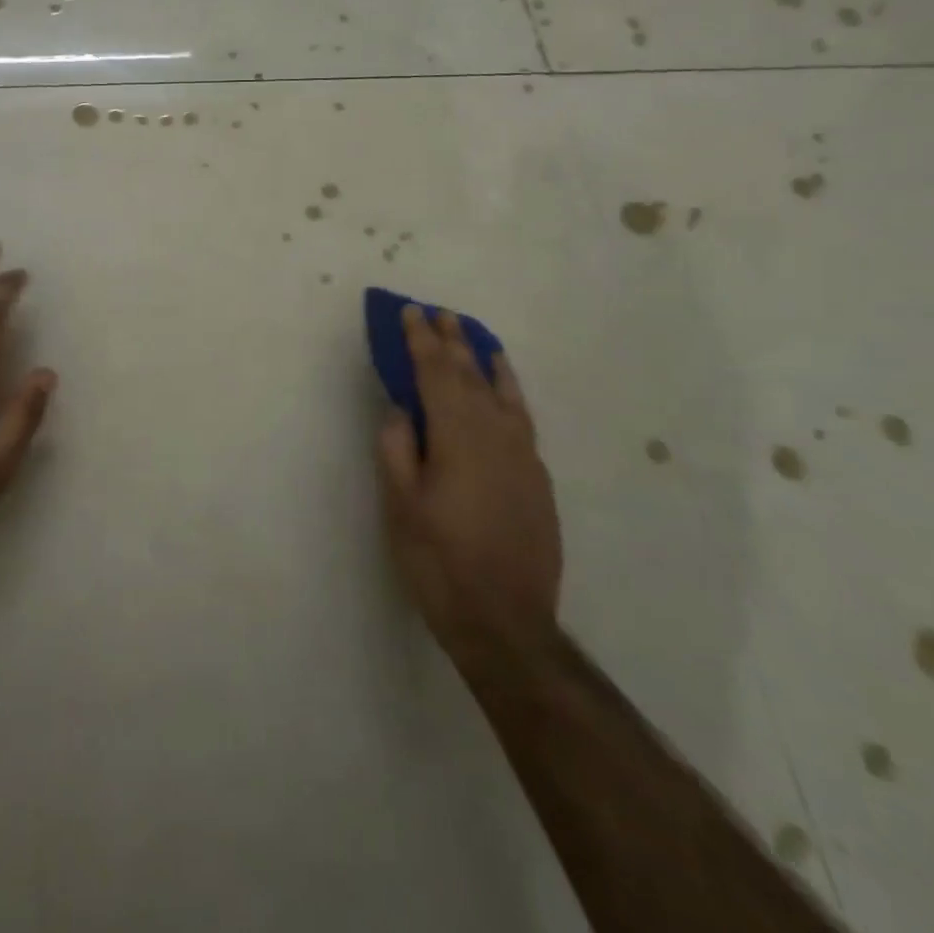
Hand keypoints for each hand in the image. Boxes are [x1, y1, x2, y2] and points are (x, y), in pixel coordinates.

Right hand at [375, 306, 561, 653]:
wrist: (506, 620)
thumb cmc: (439, 561)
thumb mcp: (401, 506)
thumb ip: (397, 449)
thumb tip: (400, 409)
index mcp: (457, 437)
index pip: (435, 374)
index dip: (420, 341)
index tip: (409, 312)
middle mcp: (495, 434)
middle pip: (470, 374)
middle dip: (450, 341)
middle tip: (436, 312)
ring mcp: (522, 454)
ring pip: (501, 390)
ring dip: (482, 358)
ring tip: (470, 333)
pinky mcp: (537, 476)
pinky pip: (521, 414)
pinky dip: (509, 388)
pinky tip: (504, 384)